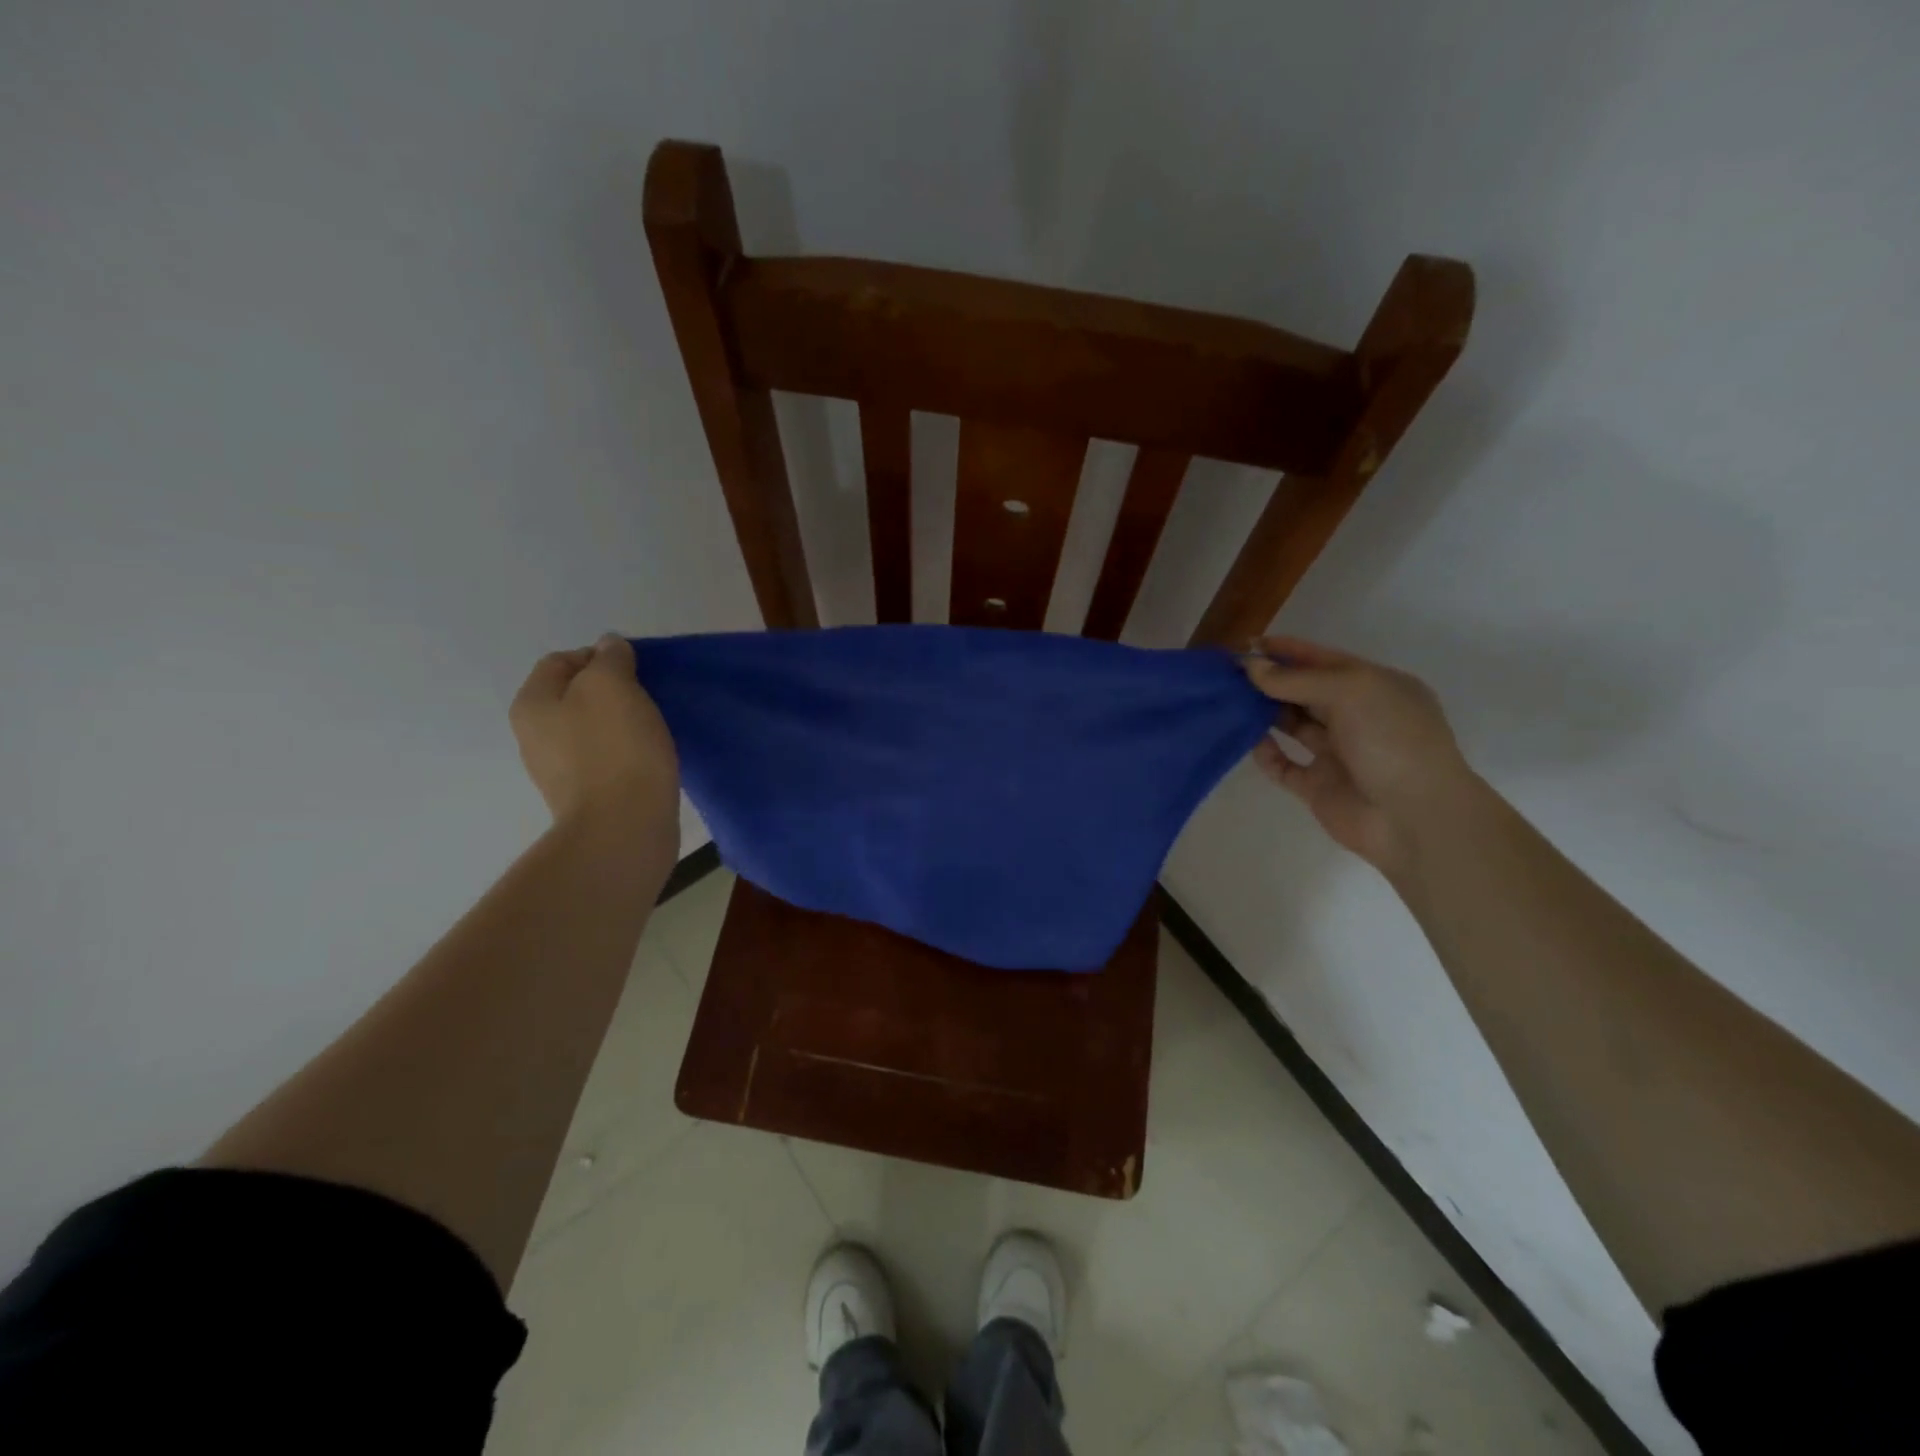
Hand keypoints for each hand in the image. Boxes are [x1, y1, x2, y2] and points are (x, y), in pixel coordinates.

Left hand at [511, 635, 679, 849]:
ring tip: (652, 730)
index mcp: (532, 704)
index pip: (561, 660)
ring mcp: (558, 770)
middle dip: (612, 691)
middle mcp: (534, 735)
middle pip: (575, 695)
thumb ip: (610, 658)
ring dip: (621, 723)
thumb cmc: (616, 748)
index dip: (600, 657)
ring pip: (592, 729)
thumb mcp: (613, 685)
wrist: (623, 827)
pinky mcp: (585, 796)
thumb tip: (608, 647)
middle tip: (648, 699)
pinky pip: (605, 759)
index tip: (637, 671)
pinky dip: (626, 753)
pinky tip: (649, 759)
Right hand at [1242, 637, 1476, 875]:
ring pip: (1293, 725)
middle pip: (1305, 691)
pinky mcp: (1318, 786)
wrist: (1415, 818)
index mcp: (1375, 687)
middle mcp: (1357, 717)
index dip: (1287, 651)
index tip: (1245, 646)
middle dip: (1271, 681)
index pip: (1323, 660)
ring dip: (1264, 713)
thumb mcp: (1350, 692)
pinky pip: (1284, 765)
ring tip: (1231, 703)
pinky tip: (1251, 742)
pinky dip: (1266, 753)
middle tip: (1230, 675)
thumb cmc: (1392, 740)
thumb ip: (1296, 679)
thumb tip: (1251, 666)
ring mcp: (1337, 753)